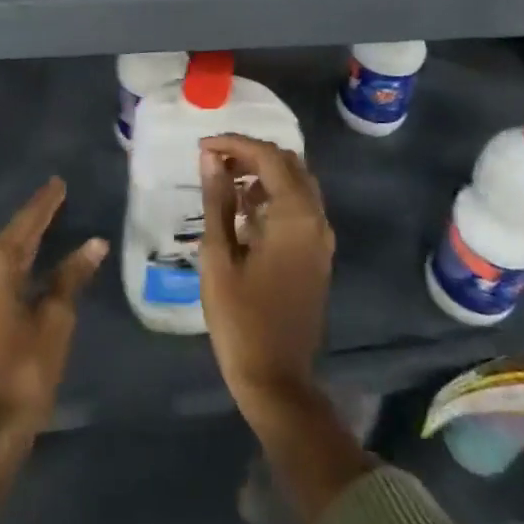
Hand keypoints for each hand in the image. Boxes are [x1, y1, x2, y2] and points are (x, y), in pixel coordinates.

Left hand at [0, 176, 106, 438]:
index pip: (26, 224)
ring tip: (51, 218)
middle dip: (36, 217)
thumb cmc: (27, 367)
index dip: (45, 203)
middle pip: (12, 235)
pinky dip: (18, 259)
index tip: (58, 182)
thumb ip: (72, 275)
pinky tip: (34, 255)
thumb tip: (95, 243)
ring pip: (4, 253)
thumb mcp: (56, 318)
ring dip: (26, 238)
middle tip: (59, 196)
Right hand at [199, 134, 334, 422]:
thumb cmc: (240, 318)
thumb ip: (218, 200)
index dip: (235, 144)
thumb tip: (211, 158)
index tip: (202, 147)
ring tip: (224, 178)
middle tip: (213, 159)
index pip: (269, 158)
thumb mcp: (218, 255)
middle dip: (251, 153)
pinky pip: (300, 207)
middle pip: (289, 164)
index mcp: (295, 217)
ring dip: (263, 172)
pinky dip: (274, 195)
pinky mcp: (317, 254)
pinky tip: (243, 207)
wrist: (276, 378)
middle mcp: (316, 220)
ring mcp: (321, 239)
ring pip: (297, 183)